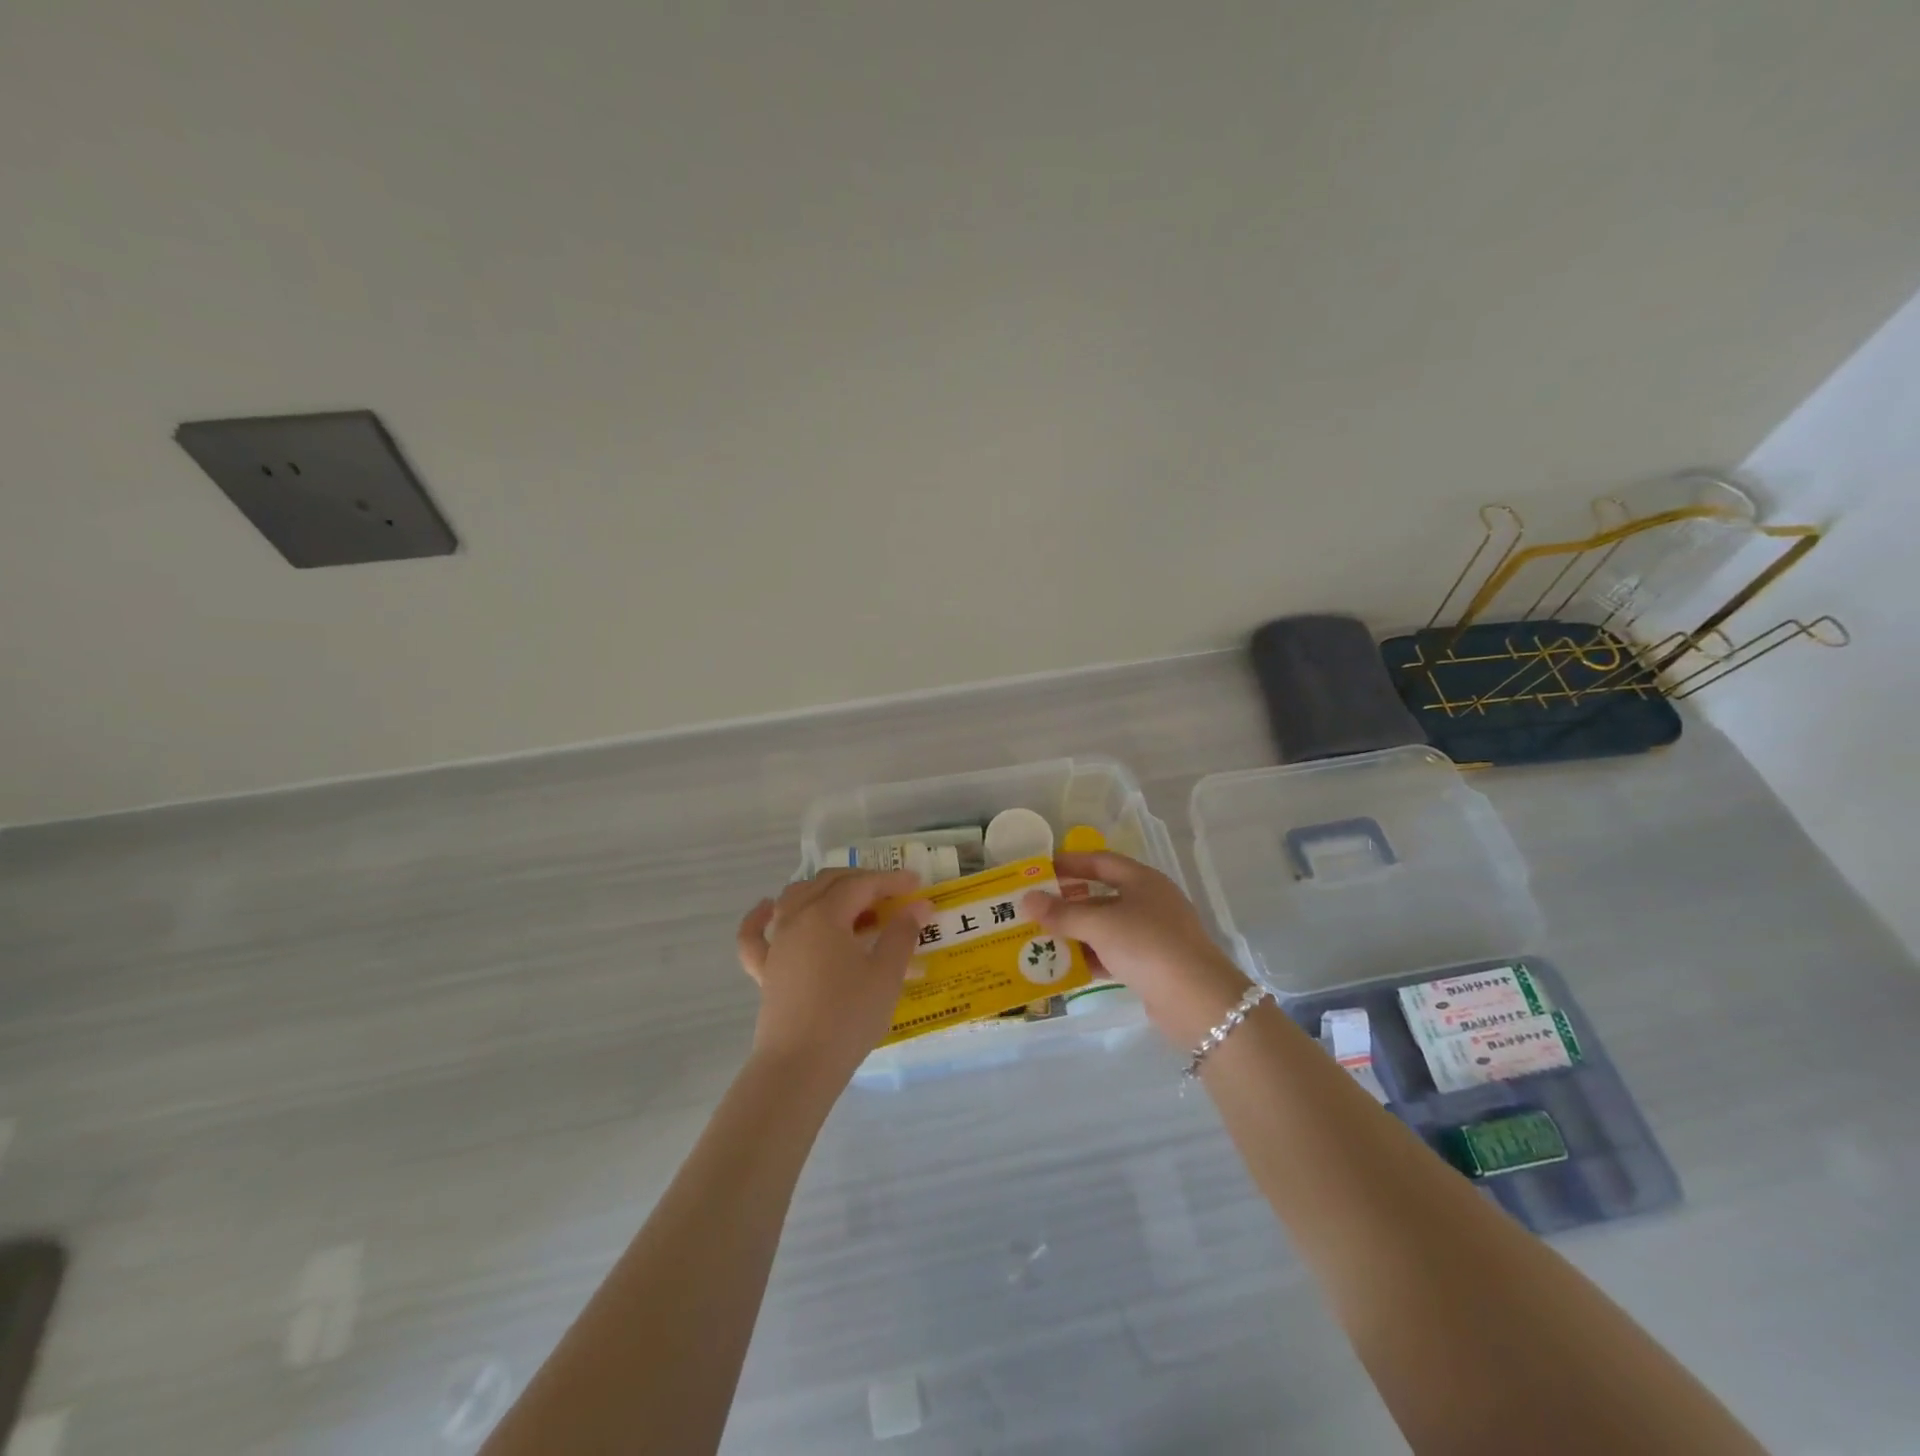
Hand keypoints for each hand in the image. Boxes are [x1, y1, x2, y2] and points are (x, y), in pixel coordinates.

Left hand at [736, 869, 929, 1088]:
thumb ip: (902, 934)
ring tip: (848, 902)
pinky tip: (767, 908)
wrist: (800, 1066)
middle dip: (860, 881)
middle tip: (890, 895)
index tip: (916, 884)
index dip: (890, 881)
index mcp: (826, 915)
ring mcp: (776, 944)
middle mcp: (795, 919)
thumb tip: (918, 906)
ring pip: (794, 899)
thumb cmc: (848, 1017)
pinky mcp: (764, 970)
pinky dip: (759, 917)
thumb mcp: (886, 974)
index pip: (861, 885)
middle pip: (827, 883)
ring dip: (823, 891)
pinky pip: (755, 935)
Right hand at [1022, 852, 1251, 1046]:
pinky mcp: (1151, 966)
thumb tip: (1026, 900)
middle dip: (1067, 902)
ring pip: (1105, 928)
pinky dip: (1090, 958)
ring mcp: (1152, 936)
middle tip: (1034, 908)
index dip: (1070, 863)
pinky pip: (1112, 954)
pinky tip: (1063, 968)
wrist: (1197, 1001)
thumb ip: (1062, 913)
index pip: (1100, 862)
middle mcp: (1149, 902)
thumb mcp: (1100, 925)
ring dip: (1075, 932)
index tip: (1039, 870)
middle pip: (1101, 896)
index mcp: (1142, 880)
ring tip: (1040, 938)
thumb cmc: (1148, 945)